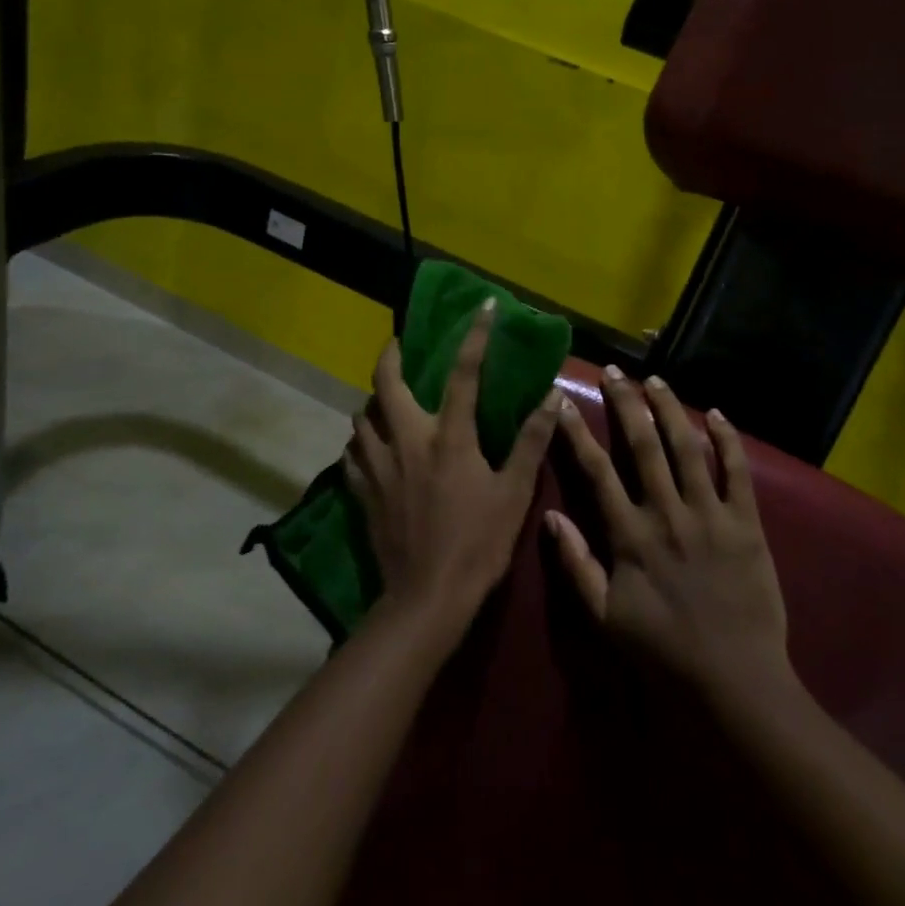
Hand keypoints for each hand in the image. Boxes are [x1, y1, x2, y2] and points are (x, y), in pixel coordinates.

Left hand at [343, 300, 562, 644]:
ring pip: (362, 416)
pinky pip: (353, 454)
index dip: (475, 337)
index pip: (463, 374)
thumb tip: (552, 399)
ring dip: (374, 402)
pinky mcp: (362, 492)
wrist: (427, 598)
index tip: (483, 307)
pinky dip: (361, 442)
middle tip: (399, 346)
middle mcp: (407, 440)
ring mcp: (379, 466)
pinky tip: (369, 447)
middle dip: (390, 355)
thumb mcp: (514, 493)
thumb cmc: (478, 543)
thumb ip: (530, 443)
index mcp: (449, 437)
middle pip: (386, 383)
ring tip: (387, 402)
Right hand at [545, 368, 790, 703]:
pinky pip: (737, 472)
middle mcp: (667, 513)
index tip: (563, 402)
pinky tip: (716, 414)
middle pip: (643, 446)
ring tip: (656, 380)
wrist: (735, 680)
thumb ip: (576, 565)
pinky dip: (728, 440)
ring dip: (670, 410)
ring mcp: (710, 515)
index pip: (597, 471)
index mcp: (630, 535)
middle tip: (614, 372)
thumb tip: (550, 516)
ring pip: (687, 448)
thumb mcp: (605, 617)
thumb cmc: (663, 649)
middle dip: (626, 405)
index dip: (578, 433)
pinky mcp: (746, 523)